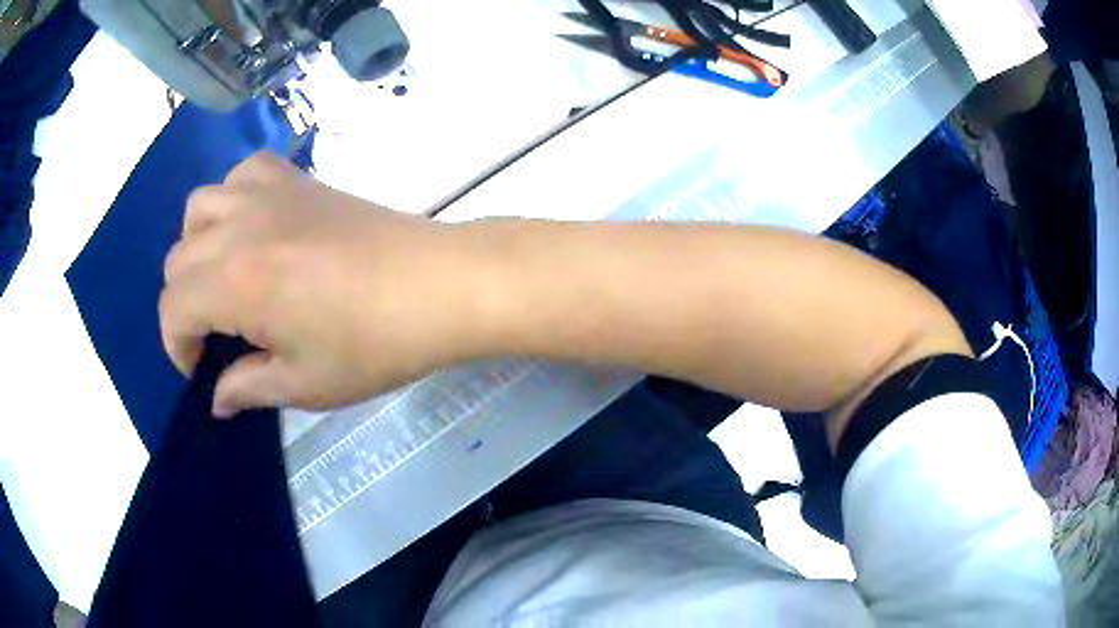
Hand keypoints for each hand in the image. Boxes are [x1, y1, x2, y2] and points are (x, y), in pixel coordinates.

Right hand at [160, 153, 477, 416]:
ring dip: (198, 246)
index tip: (201, 371)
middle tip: (216, 336)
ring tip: (225, 277)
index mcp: (233, 281)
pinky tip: (253, 227)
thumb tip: (216, 397)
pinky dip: (233, 198)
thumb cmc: (372, 344)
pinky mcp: (298, 178)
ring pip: (200, 207)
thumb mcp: (304, 383)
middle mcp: (238, 227)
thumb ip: (247, 387)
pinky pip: (244, 172)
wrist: (438, 284)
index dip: (176, 347)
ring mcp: (268, 193)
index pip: (172, 308)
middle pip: (178, 259)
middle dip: (185, 305)